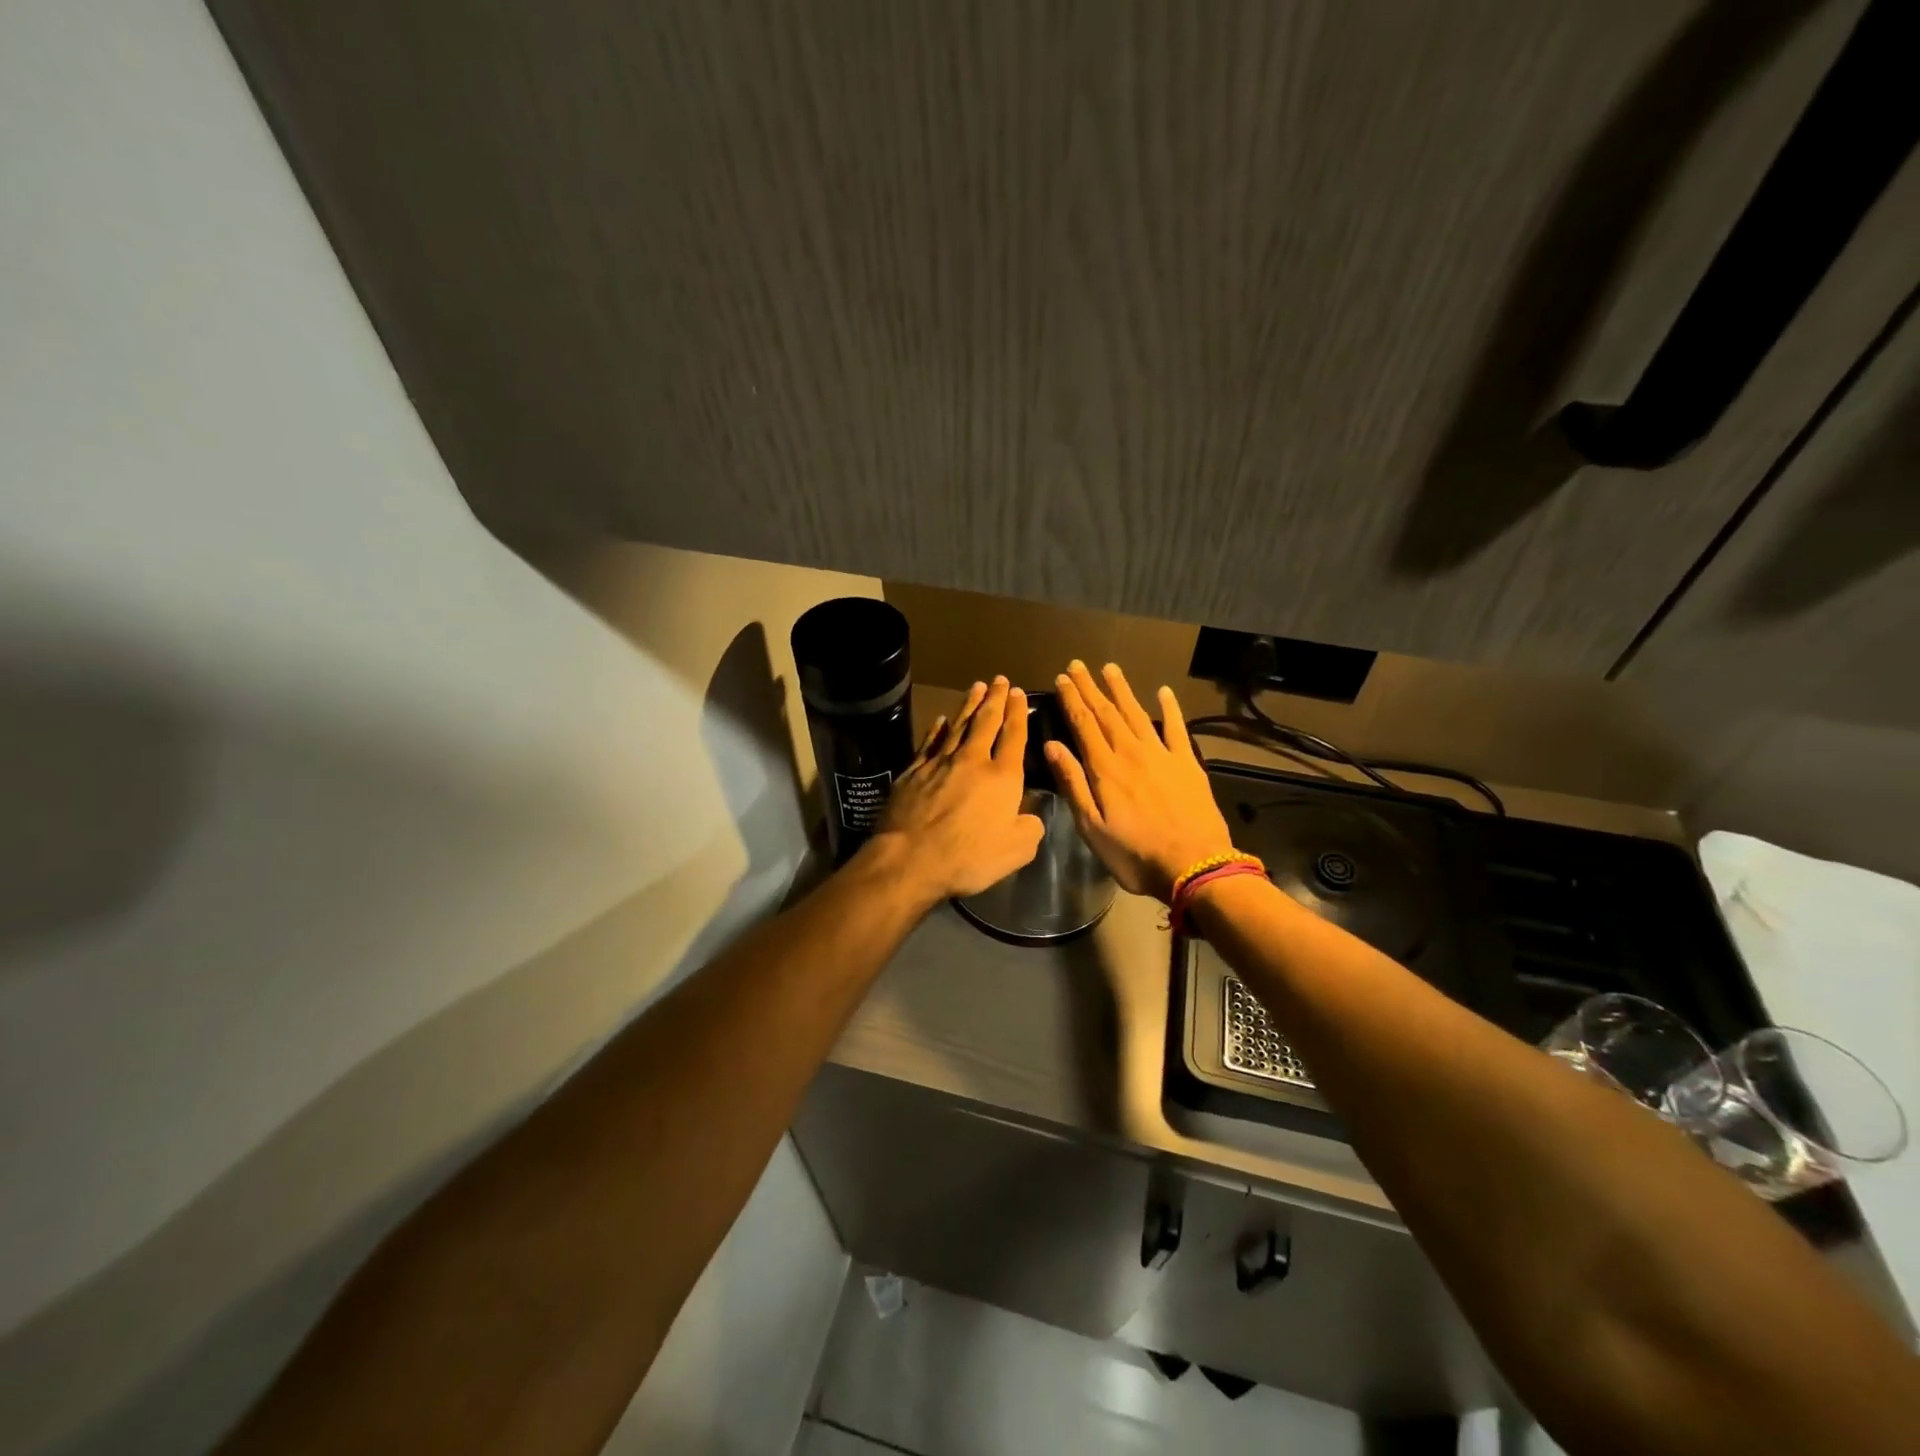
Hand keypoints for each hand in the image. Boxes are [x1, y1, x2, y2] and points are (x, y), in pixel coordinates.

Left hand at [869, 677, 1045, 902]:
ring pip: (958, 726)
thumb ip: (1030, 828)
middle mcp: (973, 761)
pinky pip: (929, 743)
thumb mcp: (1017, 850)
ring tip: (977, 687)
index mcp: (1003, 778)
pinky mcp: (913, 772)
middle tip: (1000, 680)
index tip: (1019, 693)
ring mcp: (939, 763)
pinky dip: (937, 729)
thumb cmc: (968, 857)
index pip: (1014, 737)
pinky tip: (941, 720)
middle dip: (995, 699)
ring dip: (969, 705)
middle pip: (986, 722)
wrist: (910, 858)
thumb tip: (1031, 815)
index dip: (1018, 713)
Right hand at [1045, 661, 1235, 901]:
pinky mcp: (1187, 764)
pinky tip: (1163, 692)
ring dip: (1122, 690)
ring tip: (1110, 668)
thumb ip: (1073, 783)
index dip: (1072, 700)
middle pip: (1107, 713)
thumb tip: (1052, 746)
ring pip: (1137, 713)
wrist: (1195, 866)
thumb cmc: (1135, 854)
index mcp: (1105, 769)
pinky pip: (1176, 728)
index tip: (1062, 679)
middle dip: (1090, 687)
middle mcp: (1131, 753)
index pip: (1083, 724)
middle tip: (1077, 665)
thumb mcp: (1092, 827)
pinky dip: (1169, 708)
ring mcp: (1162, 755)